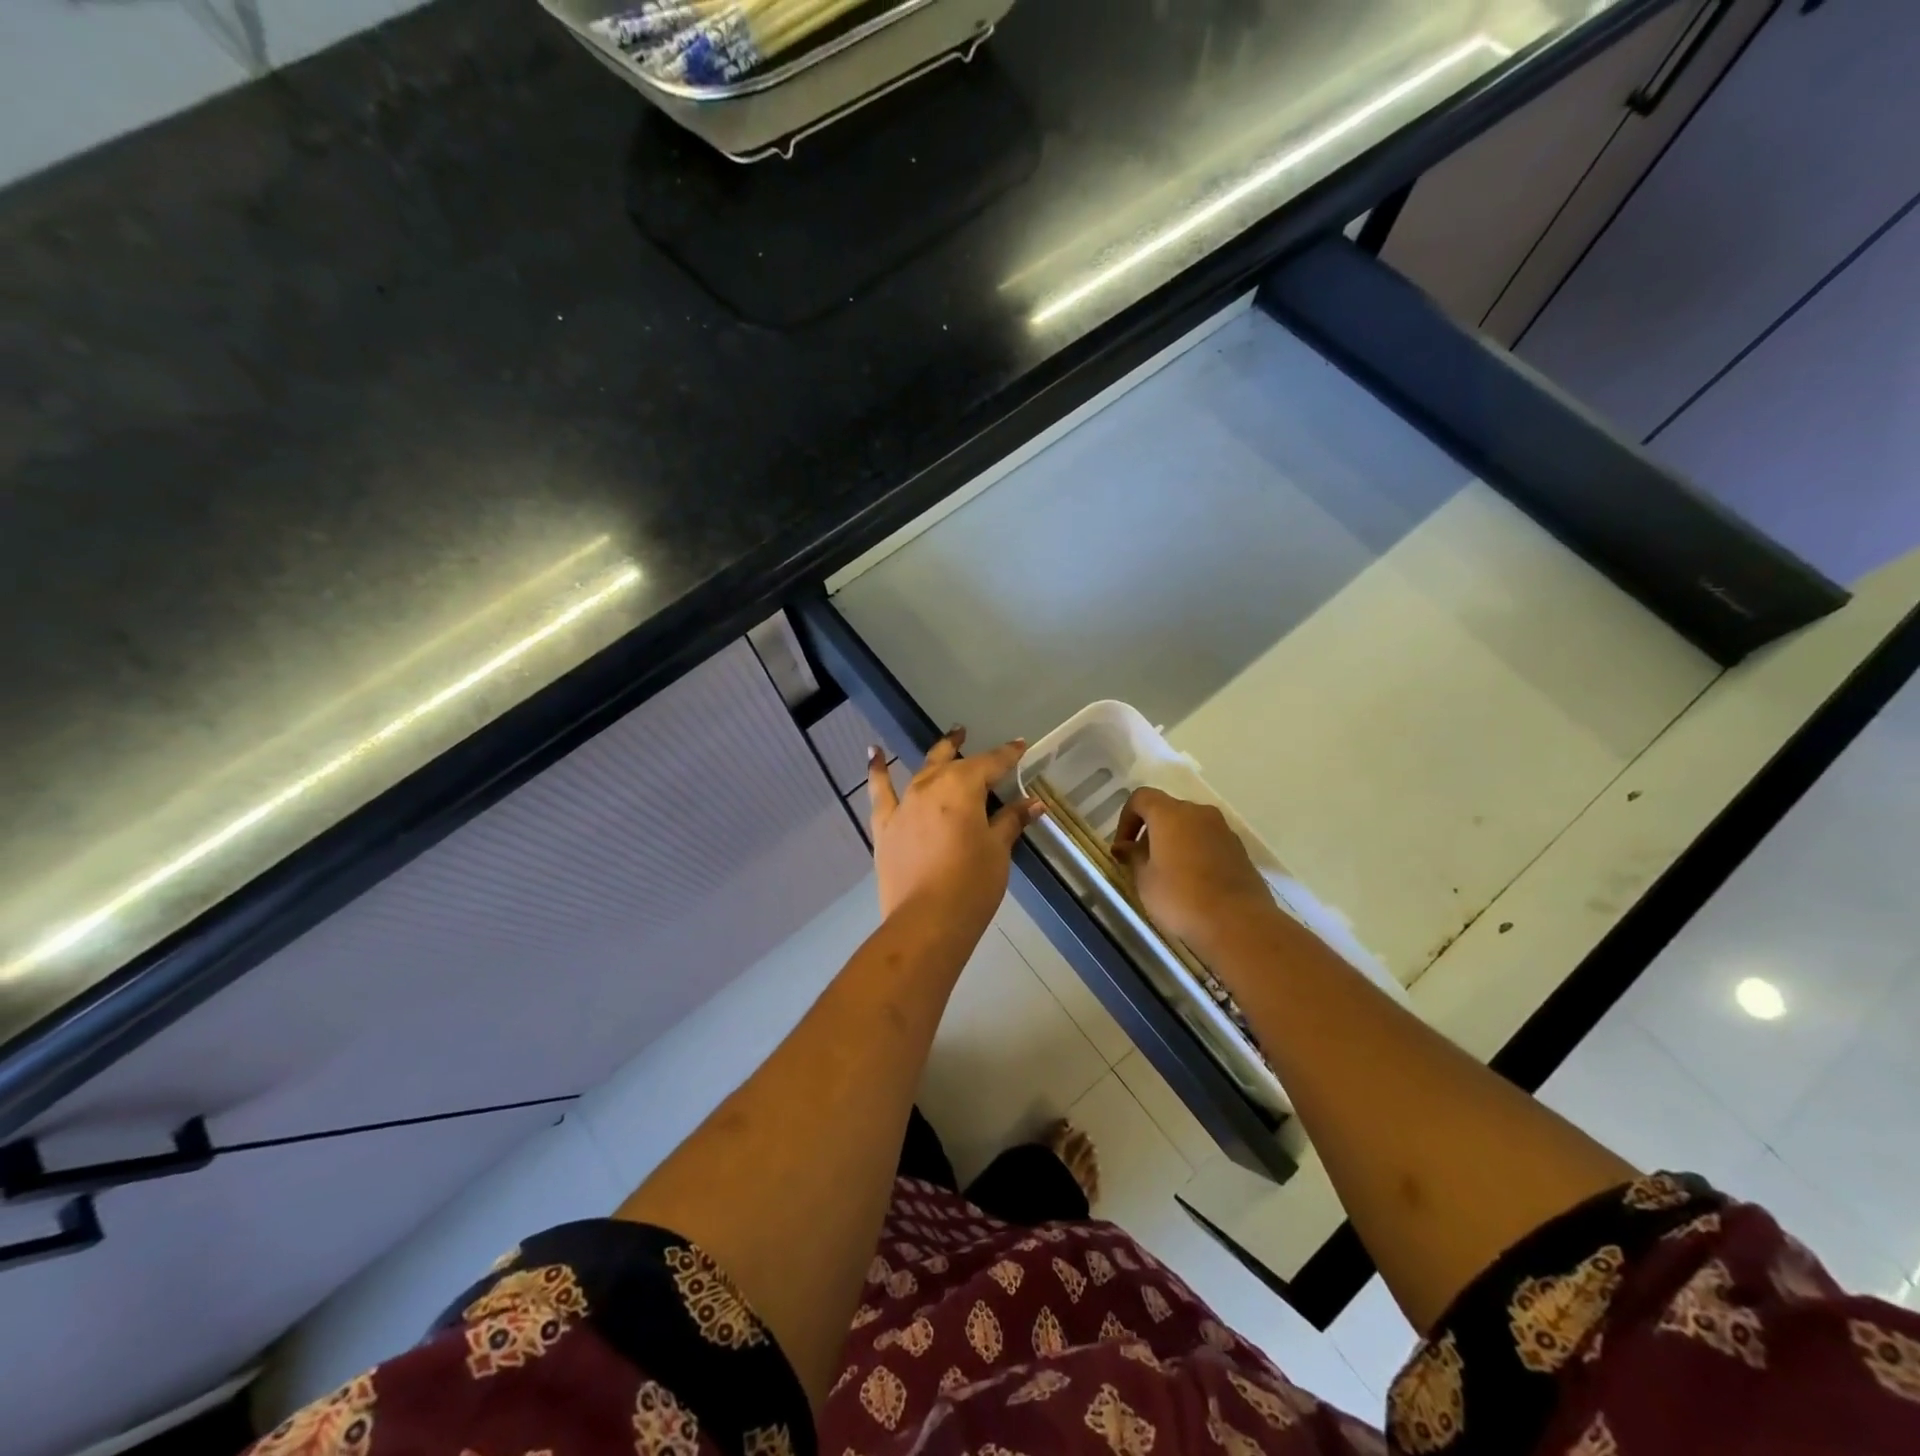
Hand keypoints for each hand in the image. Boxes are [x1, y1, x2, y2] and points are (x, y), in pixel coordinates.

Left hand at [869, 729, 1044, 933]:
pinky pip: (880, 791)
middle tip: (969, 734)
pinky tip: (874, 754)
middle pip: (952, 760)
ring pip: (922, 770)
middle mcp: (931, 786)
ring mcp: (904, 804)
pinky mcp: (885, 826)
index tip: (1019, 746)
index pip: (991, 764)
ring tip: (946, 741)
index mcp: (963, 788)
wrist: (926, 921)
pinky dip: (877, 770)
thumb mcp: (998, 850)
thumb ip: (1011, 821)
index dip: (1007, 755)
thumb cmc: (971, 885)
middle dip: (964, 747)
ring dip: (935, 754)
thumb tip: (1032, 802)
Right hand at [1113, 787, 1278, 959]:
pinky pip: (1209, 842)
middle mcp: (1199, 813)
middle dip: (1151, 832)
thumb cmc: (1181, 898)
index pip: (1141, 798)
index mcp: (1170, 814)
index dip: (1126, 819)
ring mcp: (1224, 830)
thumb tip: (1124, 847)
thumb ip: (1133, 857)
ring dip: (1175, 842)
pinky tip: (1193, 883)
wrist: (1238, 924)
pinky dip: (1196, 853)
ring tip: (1168, 875)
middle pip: (1168, 811)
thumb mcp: (1145, 880)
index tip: (1123, 847)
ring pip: (1191, 826)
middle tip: (1142, 862)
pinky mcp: (1240, 851)